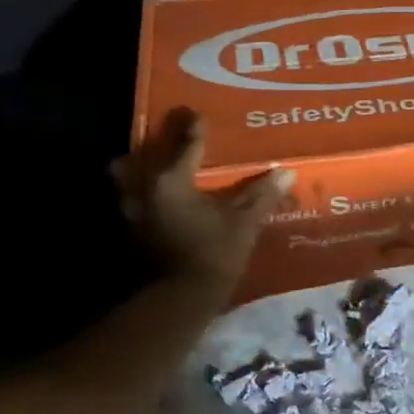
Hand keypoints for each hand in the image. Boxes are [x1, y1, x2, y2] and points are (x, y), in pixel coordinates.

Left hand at [112, 108, 292, 291]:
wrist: (181, 300)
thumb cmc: (213, 253)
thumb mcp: (244, 223)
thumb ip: (262, 195)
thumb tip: (285, 173)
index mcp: (171, 180)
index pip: (186, 145)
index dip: (195, 128)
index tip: (197, 113)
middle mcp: (145, 191)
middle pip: (142, 159)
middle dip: (153, 146)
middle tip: (168, 138)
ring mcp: (134, 214)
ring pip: (128, 182)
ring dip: (138, 172)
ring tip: (156, 169)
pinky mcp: (133, 235)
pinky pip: (135, 204)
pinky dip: (144, 197)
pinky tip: (158, 202)